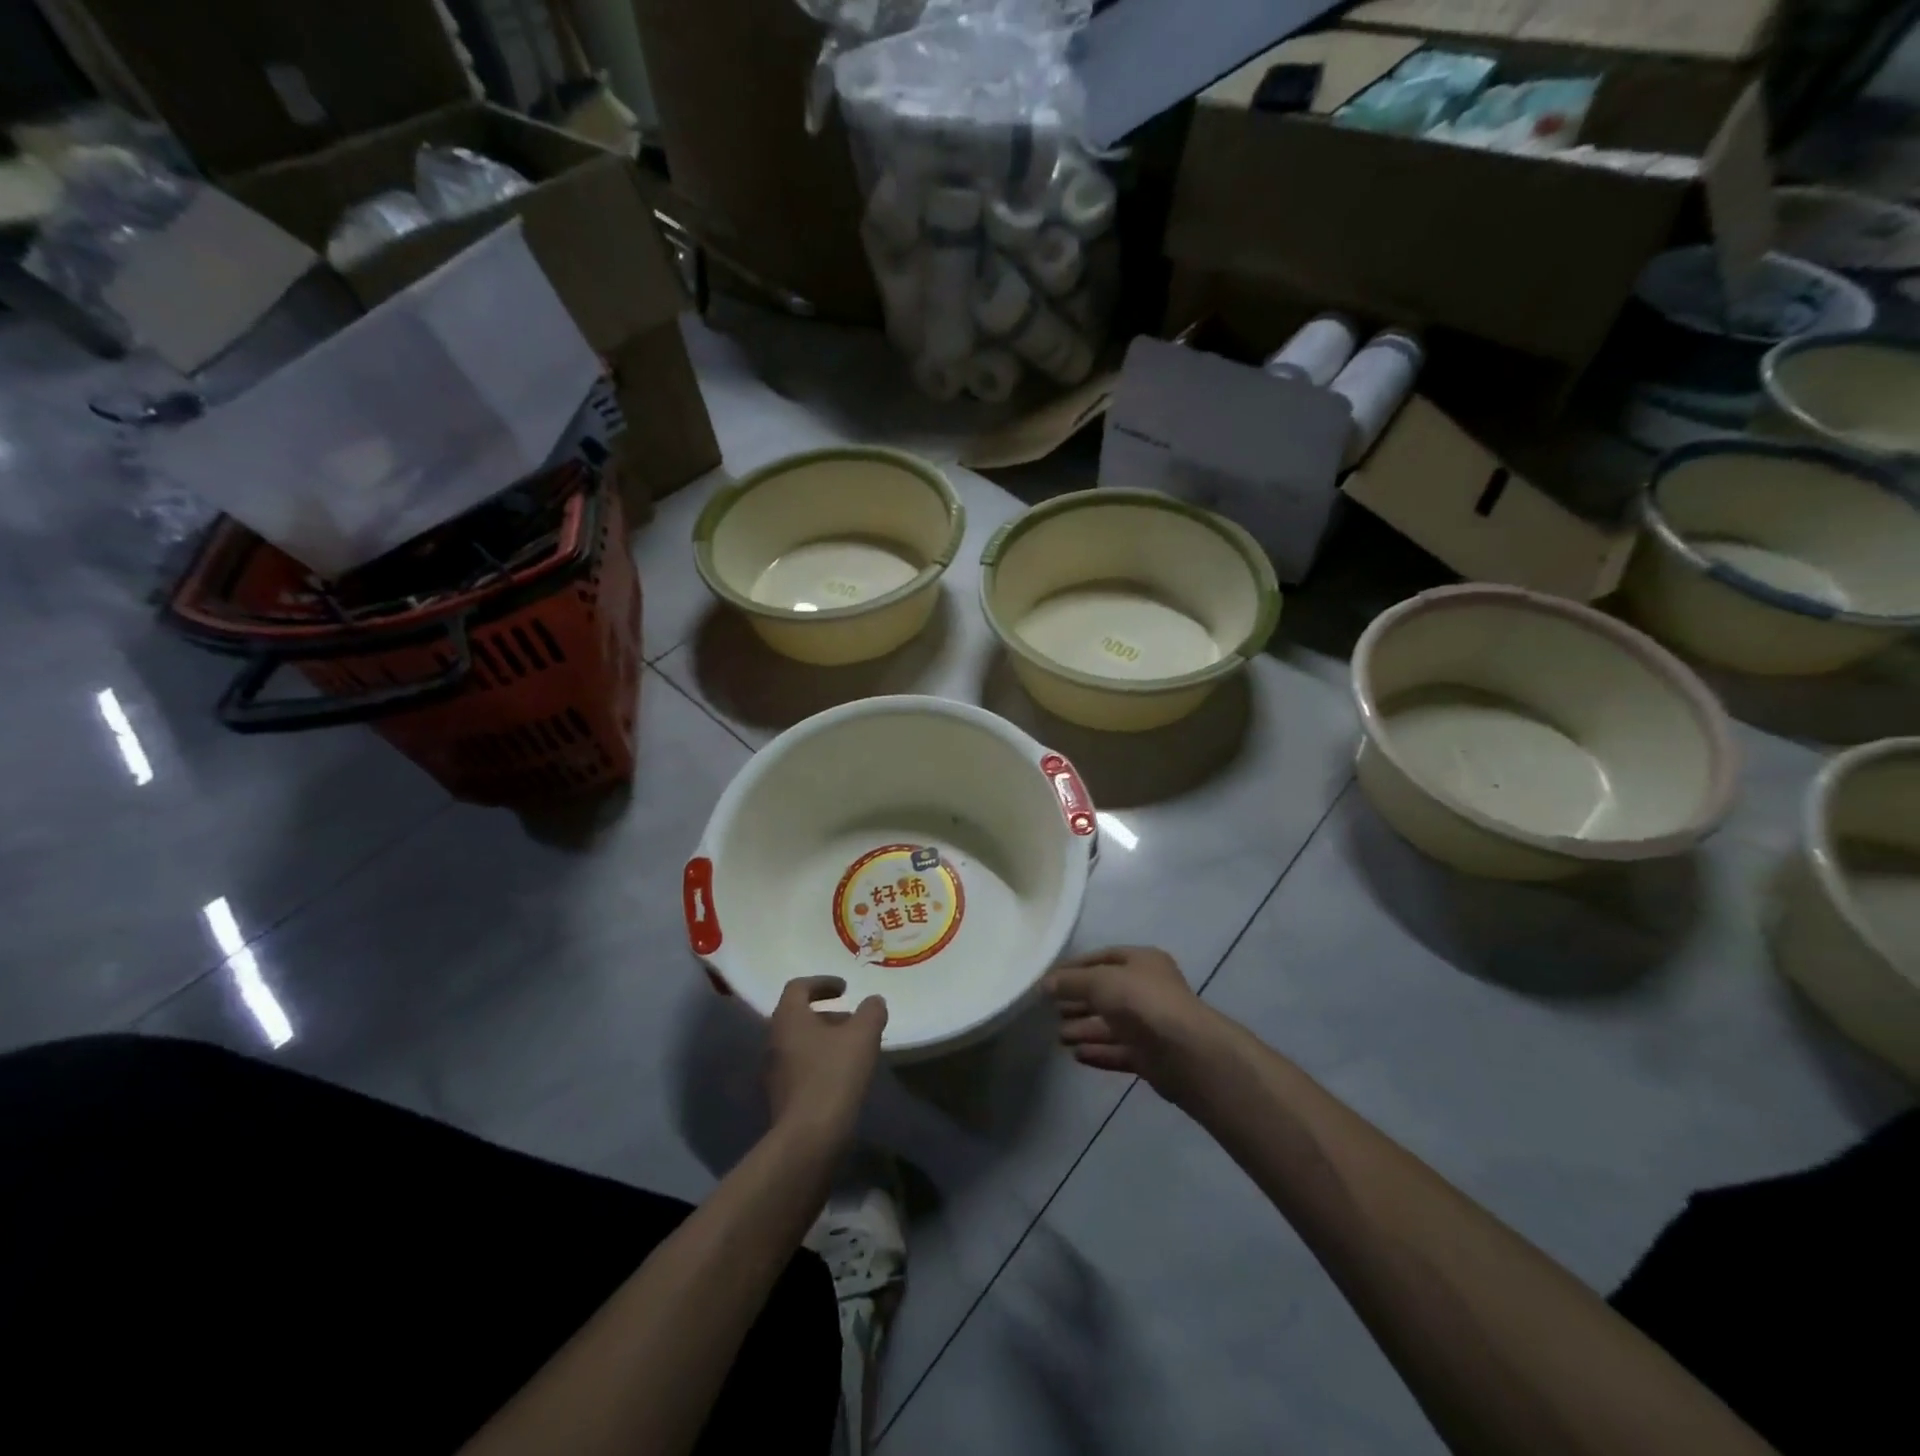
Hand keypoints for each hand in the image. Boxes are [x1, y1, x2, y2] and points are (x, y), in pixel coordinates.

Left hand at [764, 977, 887, 1146]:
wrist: (809, 1138)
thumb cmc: (834, 1075)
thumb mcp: (863, 1035)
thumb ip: (871, 1011)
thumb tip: (873, 1001)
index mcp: (788, 1018)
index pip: (798, 987)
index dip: (822, 982)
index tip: (846, 988)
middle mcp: (774, 1041)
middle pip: (798, 1016)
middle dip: (827, 1013)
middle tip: (853, 1019)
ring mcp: (773, 1072)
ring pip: (799, 1043)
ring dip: (825, 1039)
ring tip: (854, 1049)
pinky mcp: (780, 1098)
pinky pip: (800, 1068)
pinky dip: (820, 1062)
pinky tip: (843, 1075)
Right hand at [1044, 947, 1211, 1094]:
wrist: (1185, 1052)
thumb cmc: (1142, 1002)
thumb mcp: (1100, 981)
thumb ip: (1071, 982)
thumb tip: (1044, 984)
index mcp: (1142, 961)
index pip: (1102, 958)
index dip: (1075, 967)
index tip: (1048, 980)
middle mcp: (1148, 989)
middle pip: (1106, 992)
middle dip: (1078, 1001)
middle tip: (1049, 1010)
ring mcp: (1151, 1024)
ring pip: (1111, 1024)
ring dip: (1084, 1029)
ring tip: (1059, 1036)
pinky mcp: (1151, 1056)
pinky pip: (1118, 1050)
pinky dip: (1098, 1051)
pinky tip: (1076, 1055)